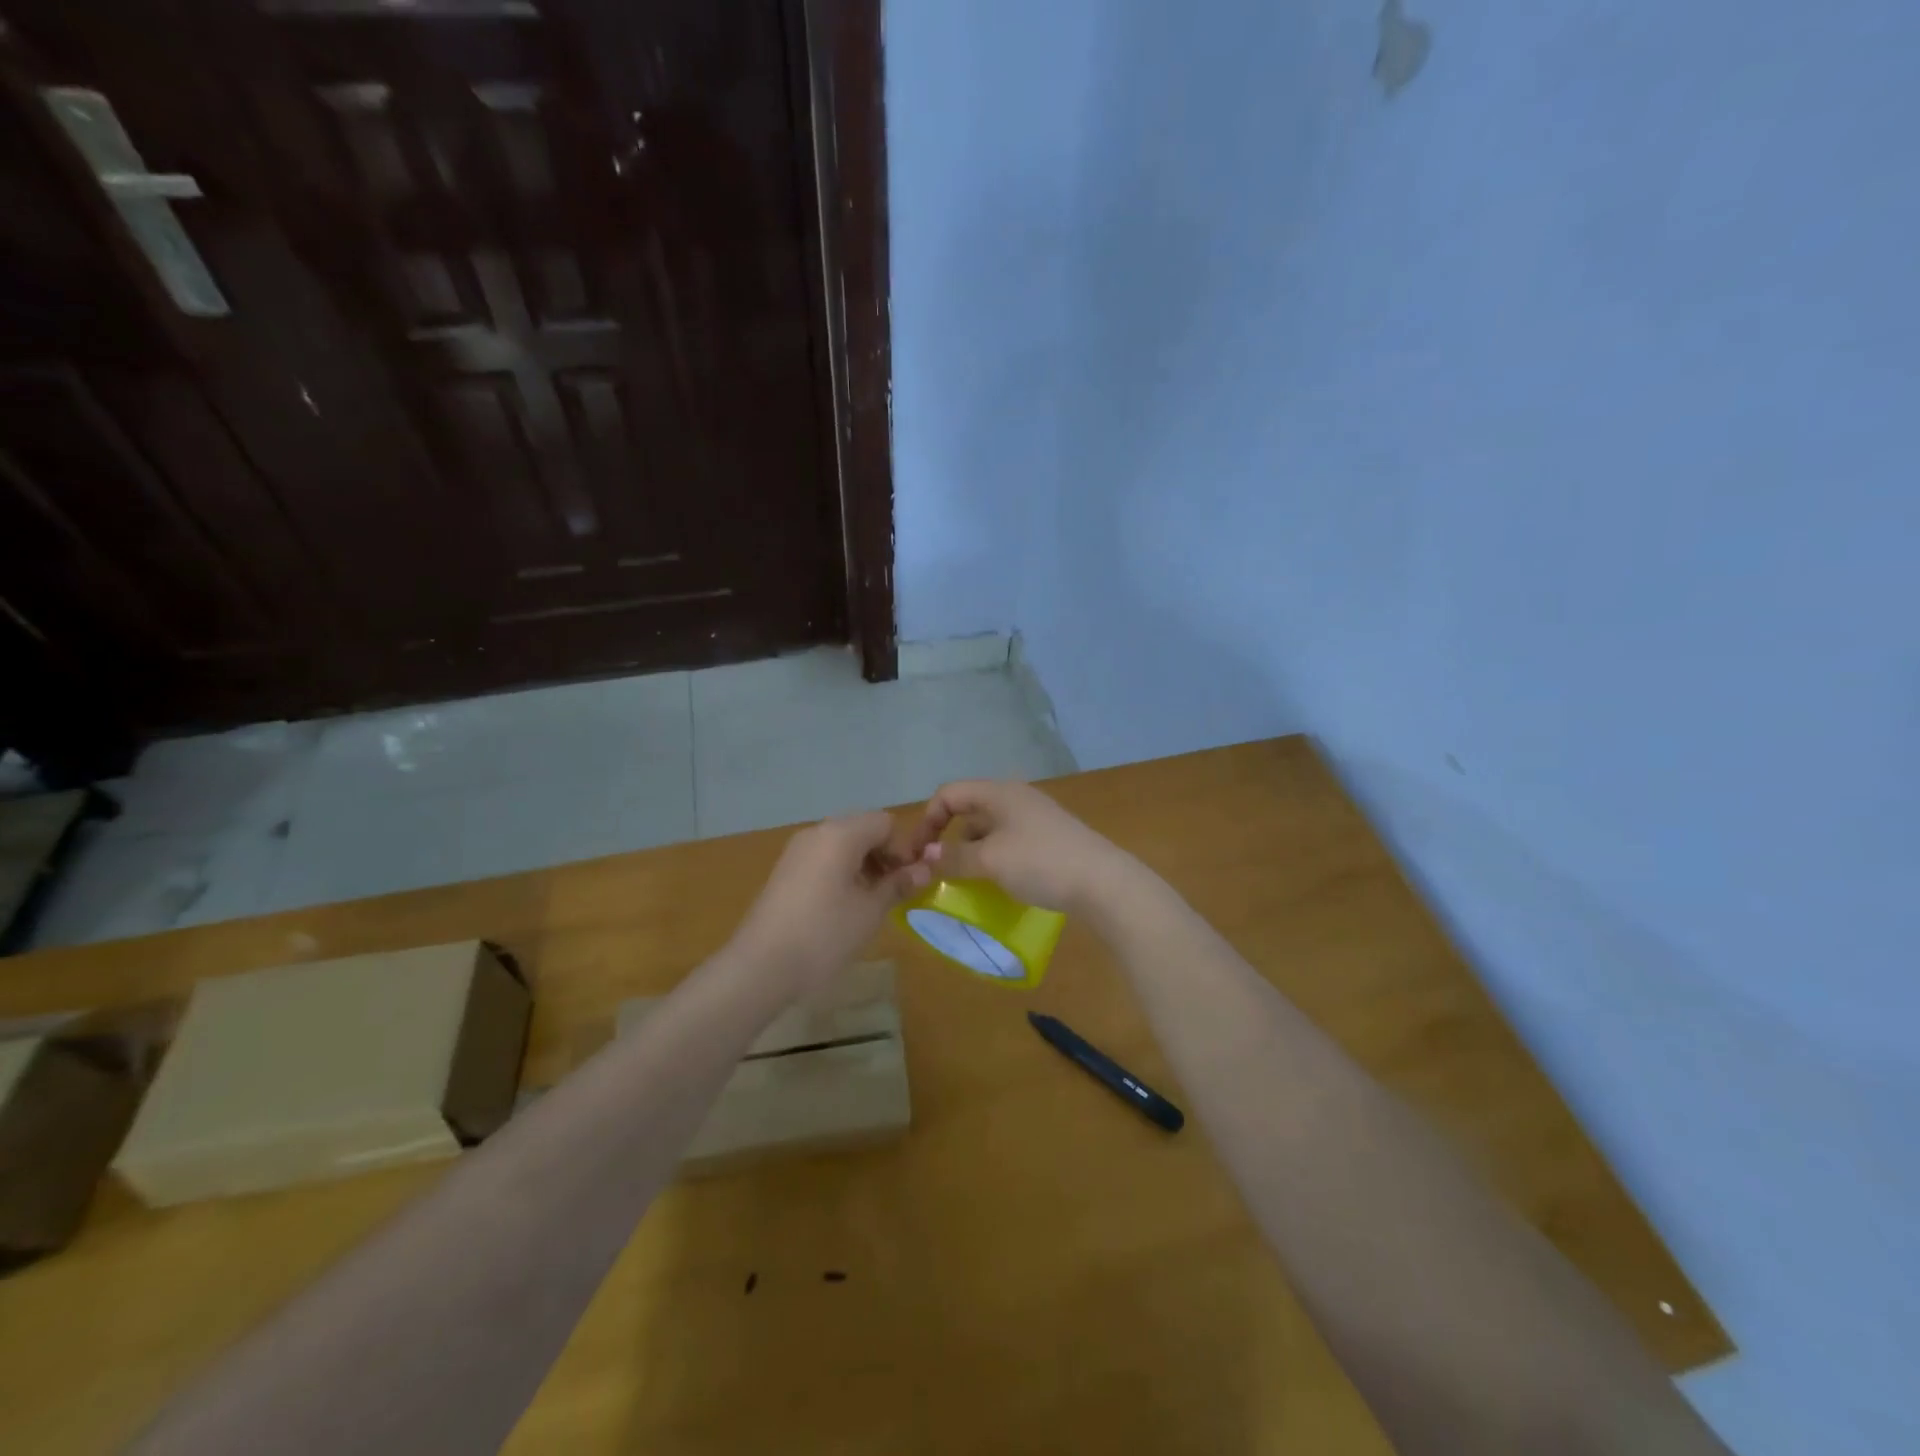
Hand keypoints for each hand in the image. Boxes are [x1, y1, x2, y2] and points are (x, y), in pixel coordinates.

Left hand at [728, 811, 935, 993]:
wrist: (761, 965)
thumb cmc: (824, 934)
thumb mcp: (871, 910)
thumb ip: (899, 883)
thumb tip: (926, 868)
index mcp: (841, 833)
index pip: (885, 823)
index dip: (903, 849)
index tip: (908, 882)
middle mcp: (817, 832)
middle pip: (863, 829)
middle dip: (884, 855)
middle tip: (893, 891)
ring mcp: (797, 850)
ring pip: (842, 844)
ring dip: (864, 865)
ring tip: (870, 902)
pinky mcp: (785, 870)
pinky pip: (823, 858)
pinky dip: (841, 872)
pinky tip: (843, 906)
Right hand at [904, 780, 1136, 915]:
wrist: (1103, 882)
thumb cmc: (1040, 862)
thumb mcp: (989, 861)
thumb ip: (953, 857)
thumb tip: (926, 855)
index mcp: (999, 792)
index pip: (949, 793)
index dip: (927, 820)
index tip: (918, 853)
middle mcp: (1016, 797)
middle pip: (969, 809)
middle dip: (948, 837)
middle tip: (937, 869)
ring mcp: (1035, 817)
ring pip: (989, 828)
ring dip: (971, 850)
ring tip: (965, 880)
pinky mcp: (1049, 838)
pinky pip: (1008, 841)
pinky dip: (993, 857)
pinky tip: (995, 882)